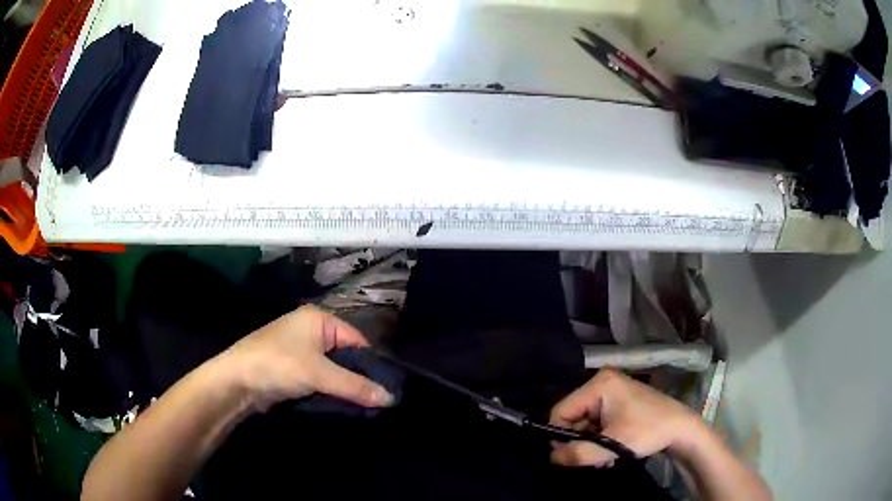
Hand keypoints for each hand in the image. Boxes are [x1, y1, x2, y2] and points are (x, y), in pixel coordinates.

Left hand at [222, 305, 393, 411]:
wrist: (237, 381)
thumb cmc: (279, 365)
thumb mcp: (320, 374)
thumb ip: (355, 386)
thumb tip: (391, 398)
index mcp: (319, 319)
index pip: (357, 340)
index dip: (372, 364)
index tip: (387, 389)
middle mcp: (311, 330)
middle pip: (346, 355)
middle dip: (358, 378)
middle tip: (377, 401)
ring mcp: (300, 350)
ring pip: (333, 370)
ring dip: (344, 387)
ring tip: (364, 407)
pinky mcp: (293, 369)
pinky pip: (320, 378)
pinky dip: (330, 391)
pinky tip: (343, 406)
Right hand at [549, 368, 704, 467]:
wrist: (682, 428)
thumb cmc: (648, 432)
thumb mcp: (611, 446)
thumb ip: (577, 453)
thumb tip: (552, 457)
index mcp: (599, 384)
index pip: (561, 412)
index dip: (561, 437)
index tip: (574, 456)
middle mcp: (602, 381)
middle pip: (573, 417)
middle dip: (580, 442)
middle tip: (596, 458)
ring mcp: (612, 390)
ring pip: (584, 423)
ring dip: (591, 443)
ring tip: (607, 455)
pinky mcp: (619, 400)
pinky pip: (597, 421)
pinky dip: (600, 438)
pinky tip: (612, 449)